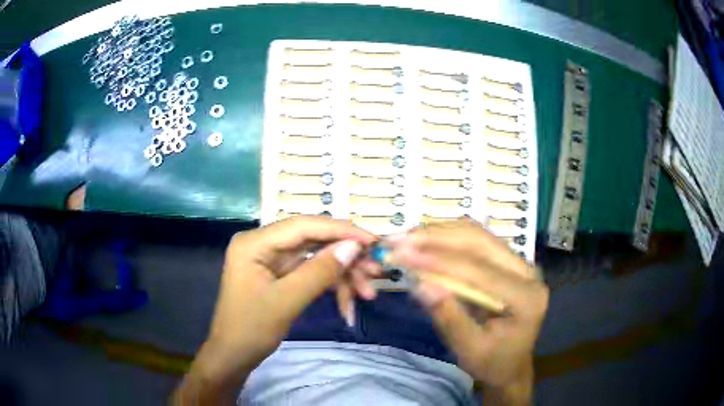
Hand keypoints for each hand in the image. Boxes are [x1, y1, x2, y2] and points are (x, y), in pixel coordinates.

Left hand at [174, 216, 374, 404]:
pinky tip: (348, 303)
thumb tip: (354, 246)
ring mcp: (272, 259)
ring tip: (367, 294)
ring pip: (316, 257)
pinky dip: (331, 286)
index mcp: (255, 242)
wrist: (234, 356)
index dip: (341, 230)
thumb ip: (320, 271)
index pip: (304, 225)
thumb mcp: (287, 301)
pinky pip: (311, 272)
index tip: (373, 241)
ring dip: (342, 275)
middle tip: (375, 272)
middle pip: (313, 240)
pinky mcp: (280, 274)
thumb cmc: (251, 329)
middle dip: (345, 258)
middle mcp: (263, 243)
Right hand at [387, 220, 547, 402]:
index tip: (404, 254)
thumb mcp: (468, 349)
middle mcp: (528, 272)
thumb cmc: (492, 363)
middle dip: (437, 238)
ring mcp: (520, 264)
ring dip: (441, 233)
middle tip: (401, 240)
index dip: (440, 260)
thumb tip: (420, 283)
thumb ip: (448, 316)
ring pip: (478, 235)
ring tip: (408, 237)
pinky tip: (426, 241)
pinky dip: (448, 239)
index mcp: (526, 297)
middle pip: (481, 242)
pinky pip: (477, 242)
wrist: (511, 365)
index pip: (480, 271)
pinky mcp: (508, 262)